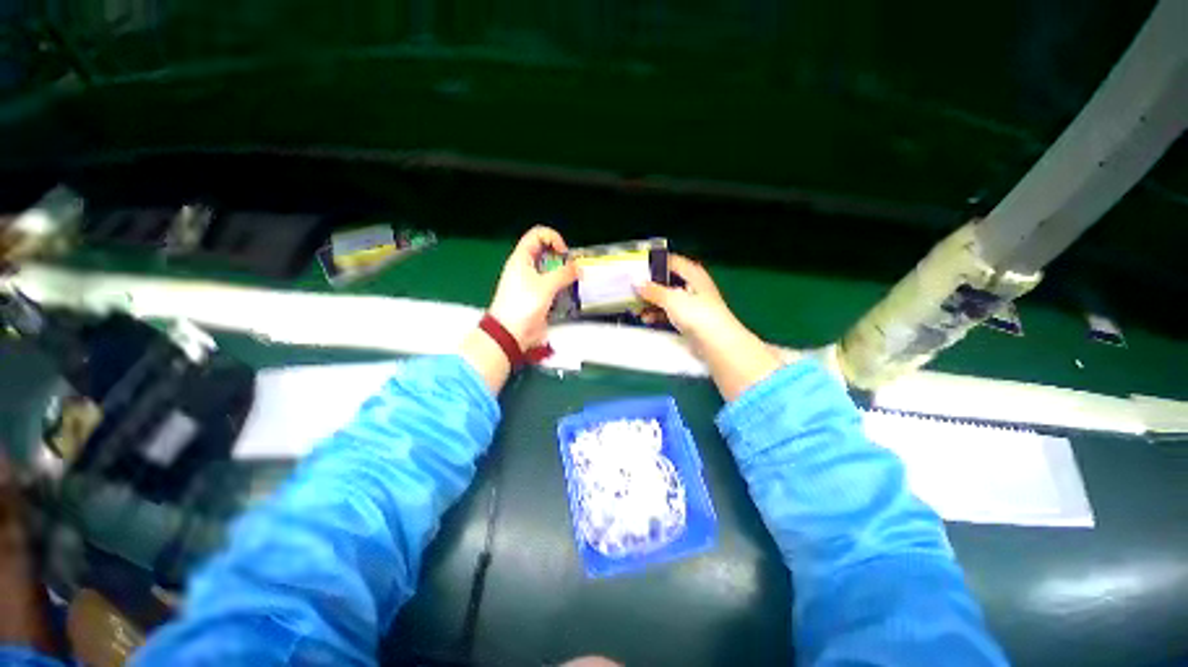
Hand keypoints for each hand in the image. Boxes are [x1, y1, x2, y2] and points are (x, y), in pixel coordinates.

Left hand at [487, 226, 578, 348]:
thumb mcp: (546, 285)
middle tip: (573, 271)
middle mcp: (526, 267)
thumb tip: (579, 268)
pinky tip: (569, 295)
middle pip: (546, 253)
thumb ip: (564, 274)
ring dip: (564, 275)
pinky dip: (561, 288)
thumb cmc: (524, 304)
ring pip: (551, 271)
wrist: (511, 333)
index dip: (553, 239)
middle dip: (562, 259)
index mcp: (521, 258)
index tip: (564, 253)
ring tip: (574, 283)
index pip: (538, 235)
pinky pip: (552, 286)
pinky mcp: (537, 297)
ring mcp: (531, 283)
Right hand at [638, 255, 785, 400]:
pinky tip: (646, 319)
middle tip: (632, 289)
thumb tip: (636, 282)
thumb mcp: (672, 299)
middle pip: (668, 281)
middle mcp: (693, 286)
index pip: (672, 261)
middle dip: (650, 286)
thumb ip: (653, 290)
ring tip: (636, 307)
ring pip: (667, 298)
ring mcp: (691, 304)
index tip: (637, 268)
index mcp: (693, 274)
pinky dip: (658, 315)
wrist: (717, 343)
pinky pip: (669, 313)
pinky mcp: (689, 320)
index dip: (655, 263)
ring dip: (652, 302)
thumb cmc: (697, 314)